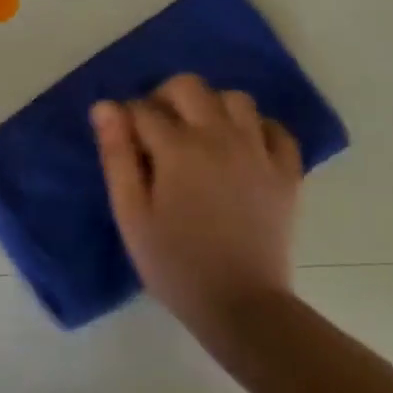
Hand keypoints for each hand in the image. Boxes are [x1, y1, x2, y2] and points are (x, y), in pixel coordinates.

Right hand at [91, 74, 302, 337]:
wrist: (241, 306)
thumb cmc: (173, 262)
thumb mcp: (130, 212)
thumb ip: (116, 155)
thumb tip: (104, 107)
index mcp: (179, 149)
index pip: (143, 108)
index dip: (126, 119)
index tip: (123, 143)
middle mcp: (222, 138)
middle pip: (190, 86)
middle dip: (165, 98)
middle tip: (156, 131)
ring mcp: (259, 153)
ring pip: (236, 99)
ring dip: (211, 107)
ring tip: (198, 136)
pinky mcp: (287, 174)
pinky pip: (276, 130)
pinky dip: (256, 128)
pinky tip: (240, 148)